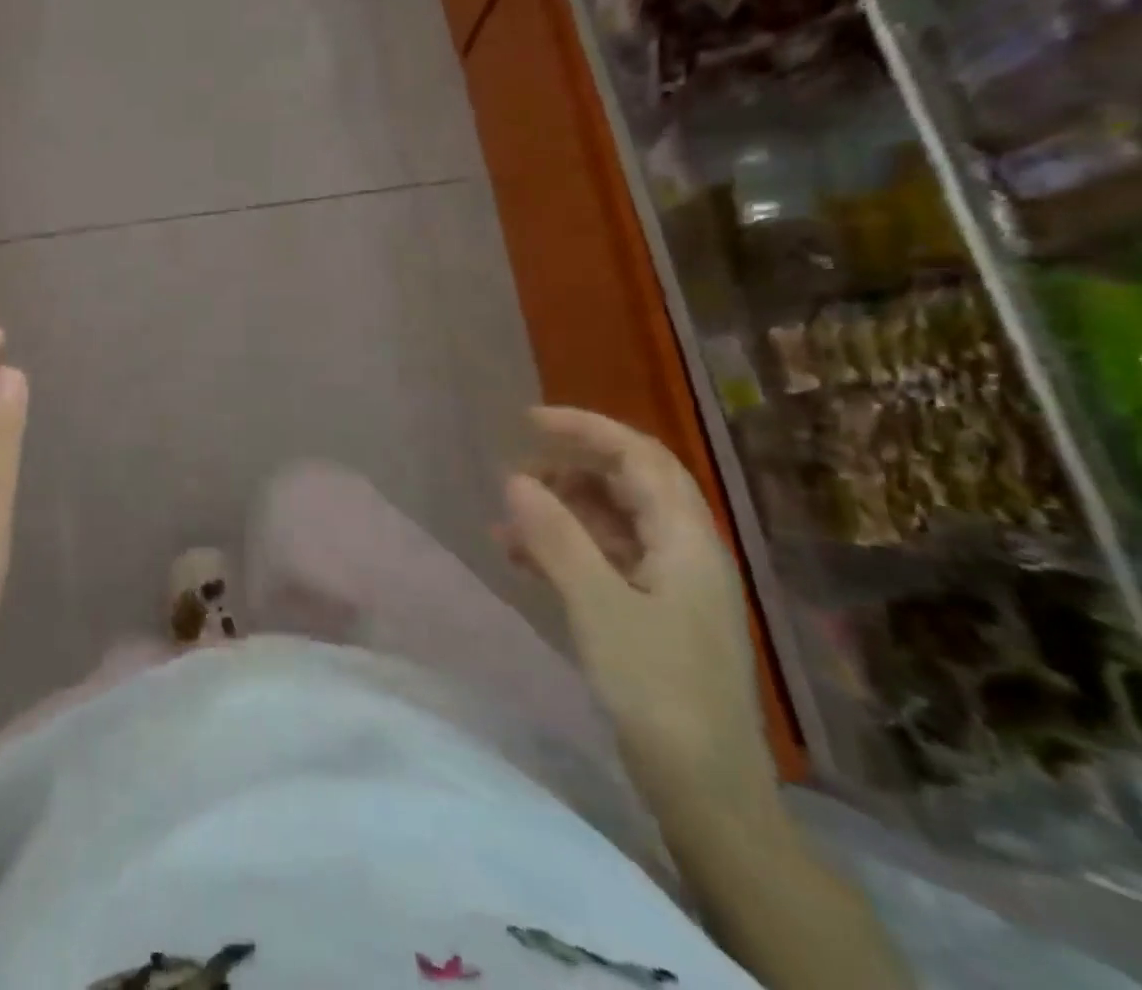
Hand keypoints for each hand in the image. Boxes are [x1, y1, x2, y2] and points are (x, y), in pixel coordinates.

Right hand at [498, 407, 776, 812]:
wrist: (709, 793)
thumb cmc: (658, 691)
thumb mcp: (598, 607)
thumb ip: (556, 537)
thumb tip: (515, 479)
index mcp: (686, 538)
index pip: (639, 456)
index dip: (586, 428)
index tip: (528, 422)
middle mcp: (685, 550)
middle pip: (627, 484)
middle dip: (568, 470)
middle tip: (515, 478)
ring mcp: (673, 584)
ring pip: (612, 522)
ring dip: (560, 513)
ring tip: (506, 526)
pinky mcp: (656, 614)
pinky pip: (606, 558)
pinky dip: (566, 549)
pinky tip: (524, 561)